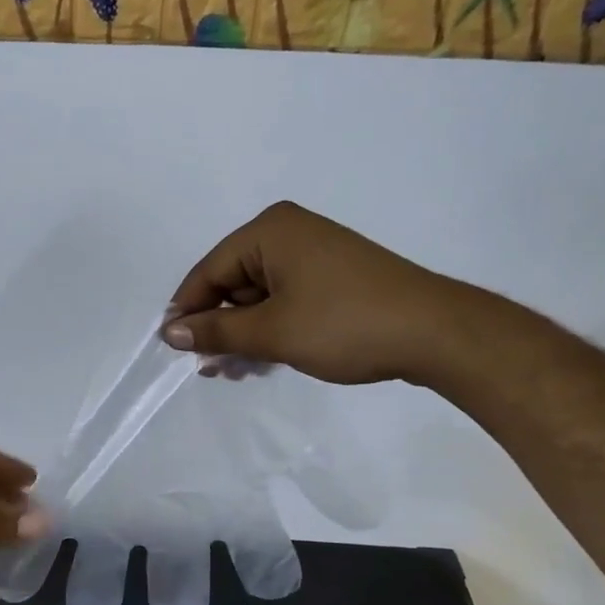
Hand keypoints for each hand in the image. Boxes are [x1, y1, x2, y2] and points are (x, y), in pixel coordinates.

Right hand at [162, 201, 481, 385]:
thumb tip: (169, 332)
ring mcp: (315, 254)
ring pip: (259, 296)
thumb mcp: (272, 332)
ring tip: (237, 373)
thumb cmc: (344, 324)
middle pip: (233, 282)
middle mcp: (289, 233)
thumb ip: (216, 332)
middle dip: (220, 327)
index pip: (209, 271)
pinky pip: (286, 300)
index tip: (174, 349)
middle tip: (210, 369)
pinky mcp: (334, 277)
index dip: (188, 311)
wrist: (435, 333)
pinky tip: (265, 361)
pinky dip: (272, 328)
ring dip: (244, 334)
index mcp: (269, 231)